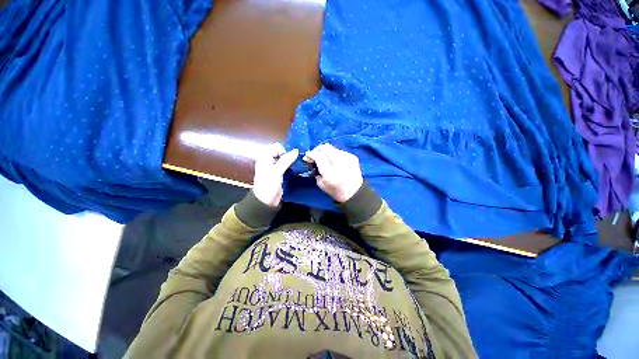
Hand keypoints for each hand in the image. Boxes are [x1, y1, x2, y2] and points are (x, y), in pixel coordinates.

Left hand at [253, 143, 298, 206]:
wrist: (266, 201)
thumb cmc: (268, 185)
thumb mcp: (276, 172)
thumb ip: (286, 160)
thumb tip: (296, 151)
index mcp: (265, 157)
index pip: (277, 147)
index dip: (285, 150)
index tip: (291, 158)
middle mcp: (269, 160)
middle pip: (282, 152)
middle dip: (290, 154)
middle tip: (298, 160)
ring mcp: (275, 167)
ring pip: (285, 158)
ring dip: (292, 160)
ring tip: (299, 163)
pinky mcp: (280, 173)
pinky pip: (287, 165)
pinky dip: (292, 165)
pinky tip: (297, 168)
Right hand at [304, 144, 363, 202]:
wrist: (354, 192)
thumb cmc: (336, 191)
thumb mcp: (321, 184)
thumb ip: (316, 169)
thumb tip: (312, 158)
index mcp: (331, 174)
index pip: (319, 157)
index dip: (311, 154)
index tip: (307, 156)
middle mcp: (340, 164)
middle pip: (325, 148)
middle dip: (317, 149)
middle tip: (313, 154)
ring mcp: (348, 159)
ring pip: (332, 148)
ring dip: (325, 151)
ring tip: (322, 157)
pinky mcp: (353, 156)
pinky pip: (339, 151)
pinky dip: (333, 153)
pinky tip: (332, 159)